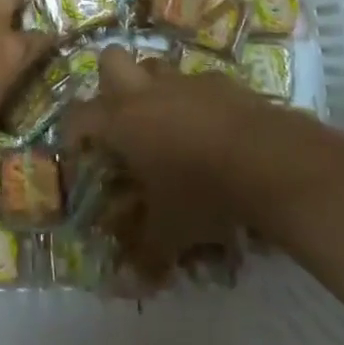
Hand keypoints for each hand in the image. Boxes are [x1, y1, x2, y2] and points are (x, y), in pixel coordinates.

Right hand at [63, 48, 271, 283]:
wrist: (271, 161)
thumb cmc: (204, 194)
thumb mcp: (171, 232)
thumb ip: (145, 252)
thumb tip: (126, 284)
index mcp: (122, 122)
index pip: (78, 116)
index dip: (72, 133)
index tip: (79, 154)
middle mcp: (147, 92)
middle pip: (111, 60)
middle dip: (109, 82)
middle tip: (120, 118)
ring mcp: (186, 81)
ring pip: (156, 66)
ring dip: (153, 88)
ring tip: (166, 123)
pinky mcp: (223, 81)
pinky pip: (198, 82)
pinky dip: (197, 100)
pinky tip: (212, 130)